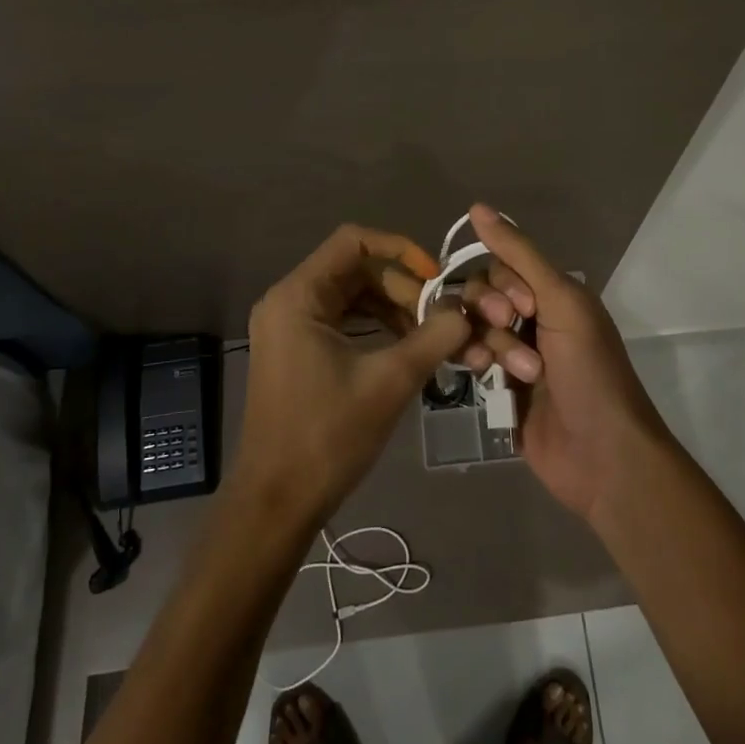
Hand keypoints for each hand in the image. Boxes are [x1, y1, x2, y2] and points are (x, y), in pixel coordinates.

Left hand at [235, 224, 471, 529]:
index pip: (353, 241)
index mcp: (298, 296)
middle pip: (356, 270)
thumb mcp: (390, 381)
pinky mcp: (296, 351)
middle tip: (441, 321)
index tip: (436, 277)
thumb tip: (468, 310)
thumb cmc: (327, 436)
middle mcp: (288, 301)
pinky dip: (375, 329)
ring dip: (393, 310)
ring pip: (352, 297)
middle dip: (403, 290)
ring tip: (430, 338)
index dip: (400, 249)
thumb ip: (434, 338)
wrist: (276, 502)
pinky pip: (342, 321)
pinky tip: (406, 351)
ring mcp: (289, 327)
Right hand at [457, 204, 670, 522]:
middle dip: (491, 315)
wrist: (602, 455)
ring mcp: (513, 355)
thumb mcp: (561, 303)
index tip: (520, 308)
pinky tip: (481, 378)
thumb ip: (519, 255)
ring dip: (489, 346)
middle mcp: (532, 319)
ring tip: (514, 373)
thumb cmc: (590, 372)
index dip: (501, 284)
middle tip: (511, 333)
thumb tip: (477, 207)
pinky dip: (472, 363)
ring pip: (473, 328)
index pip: (501, 267)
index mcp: (554, 294)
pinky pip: (469, 360)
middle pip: (481, 296)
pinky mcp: (498, 389)